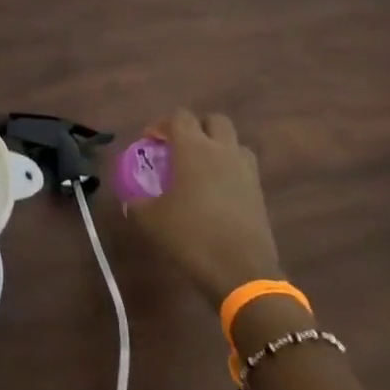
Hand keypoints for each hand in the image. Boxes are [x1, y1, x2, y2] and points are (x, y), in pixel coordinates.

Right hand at [125, 110, 282, 307]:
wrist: (242, 272)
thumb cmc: (191, 236)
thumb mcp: (151, 220)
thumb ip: (137, 201)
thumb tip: (130, 198)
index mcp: (193, 148)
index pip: (180, 117)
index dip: (163, 124)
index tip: (151, 141)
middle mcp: (222, 150)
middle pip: (214, 120)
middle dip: (196, 128)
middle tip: (180, 148)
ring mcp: (245, 170)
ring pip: (234, 142)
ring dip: (218, 146)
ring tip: (202, 167)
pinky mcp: (259, 192)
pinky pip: (244, 167)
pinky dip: (230, 169)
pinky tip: (217, 191)